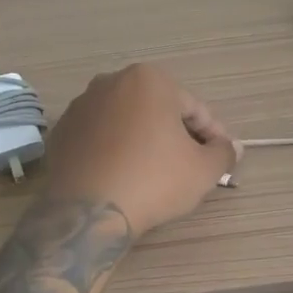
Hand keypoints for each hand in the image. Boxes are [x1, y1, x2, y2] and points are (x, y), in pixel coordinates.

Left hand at [41, 64, 237, 236]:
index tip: (221, 158)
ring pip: (126, 122)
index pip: (193, 108)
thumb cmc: (153, 180)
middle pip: (158, 110)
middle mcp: (111, 82)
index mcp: (149, 80)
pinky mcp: (60, 132)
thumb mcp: (203, 170)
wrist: (87, 212)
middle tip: (191, 165)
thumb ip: (223, 153)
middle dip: (177, 134)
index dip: (213, 135)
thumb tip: (232, 148)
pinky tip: (123, 177)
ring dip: (145, 141)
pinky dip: (115, 151)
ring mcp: (80, 106)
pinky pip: (99, 138)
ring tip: (156, 173)